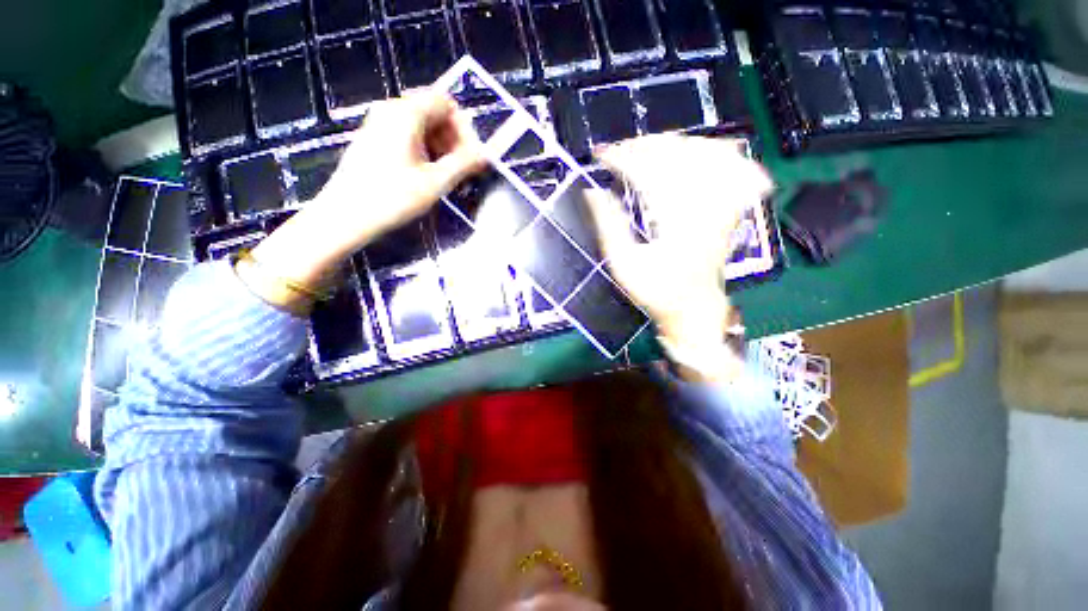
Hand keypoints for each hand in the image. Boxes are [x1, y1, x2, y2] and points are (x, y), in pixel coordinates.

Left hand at [241, 91, 485, 312]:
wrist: (345, 216)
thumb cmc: (392, 198)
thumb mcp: (435, 182)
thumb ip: (464, 164)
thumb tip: (486, 155)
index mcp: (406, 114)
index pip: (446, 103)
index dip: (464, 128)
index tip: (472, 156)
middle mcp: (391, 110)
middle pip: (434, 112)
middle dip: (454, 138)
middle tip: (463, 169)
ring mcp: (380, 124)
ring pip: (422, 125)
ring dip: (441, 146)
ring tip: (448, 176)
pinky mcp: (375, 140)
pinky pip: (408, 135)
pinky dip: (425, 150)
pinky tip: (428, 174)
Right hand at [586, 136, 772, 377]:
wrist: (694, 307)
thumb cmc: (656, 292)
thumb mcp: (623, 265)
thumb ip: (608, 226)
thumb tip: (592, 191)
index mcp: (676, 223)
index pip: (650, 173)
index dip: (623, 159)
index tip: (601, 156)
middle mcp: (704, 208)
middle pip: (678, 155)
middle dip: (642, 146)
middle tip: (617, 151)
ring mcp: (722, 204)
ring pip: (703, 153)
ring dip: (670, 144)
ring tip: (643, 149)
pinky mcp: (729, 205)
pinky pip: (729, 163)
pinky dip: (708, 149)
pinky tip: (690, 150)